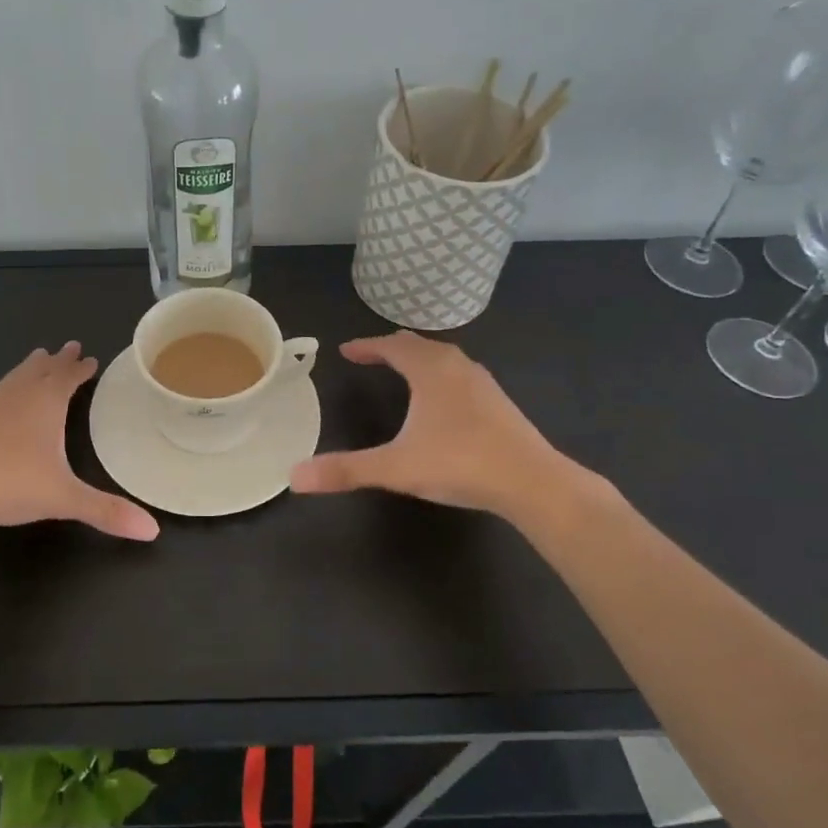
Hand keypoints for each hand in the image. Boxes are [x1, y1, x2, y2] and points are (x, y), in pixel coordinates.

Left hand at [0, 342, 159, 540]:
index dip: (81, 369)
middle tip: (70, 346)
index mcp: (46, 404)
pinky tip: (4, 399)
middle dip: (58, 360)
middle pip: (42, 370)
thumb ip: (107, 512)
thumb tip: (153, 531)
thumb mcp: (64, 498)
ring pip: (16, 377)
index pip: (68, 378)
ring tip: (38, 358)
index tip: (90, 358)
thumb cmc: (10, 485)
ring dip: (32, 367)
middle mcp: (19, 397)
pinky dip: (9, 387)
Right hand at [288, 332, 576, 515]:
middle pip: (419, 346)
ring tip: (404, 370)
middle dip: (392, 348)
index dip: (366, 346)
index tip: (346, 350)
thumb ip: (346, 469)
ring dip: (420, 359)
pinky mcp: (499, 402)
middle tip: (371, 355)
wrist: (533, 481)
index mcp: (430, 371)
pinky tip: (443, 400)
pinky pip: (461, 374)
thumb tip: (294, 476)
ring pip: (444, 358)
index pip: (391, 347)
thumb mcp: (396, 467)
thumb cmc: (460, 463)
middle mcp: (457, 367)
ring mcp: (483, 383)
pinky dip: (441, 374)